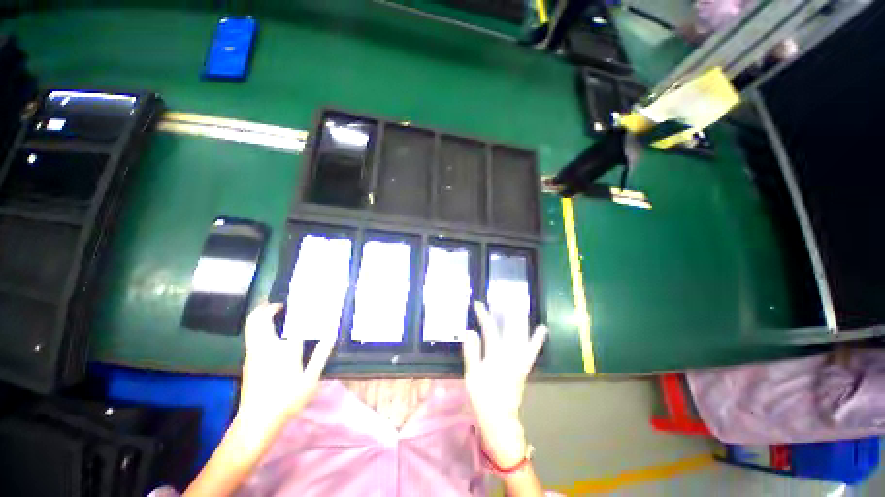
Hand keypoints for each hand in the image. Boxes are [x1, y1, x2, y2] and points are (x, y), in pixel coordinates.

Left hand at [236, 302, 334, 430]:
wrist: (256, 422)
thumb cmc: (287, 399)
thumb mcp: (311, 378)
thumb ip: (322, 352)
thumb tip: (332, 332)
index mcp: (283, 348)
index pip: (292, 321)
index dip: (301, 308)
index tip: (309, 300)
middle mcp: (263, 346)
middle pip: (258, 318)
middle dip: (268, 306)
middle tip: (282, 302)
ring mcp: (253, 353)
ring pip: (252, 326)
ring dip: (262, 315)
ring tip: (277, 311)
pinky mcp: (249, 361)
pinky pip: (252, 335)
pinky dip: (259, 326)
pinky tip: (272, 331)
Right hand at [462, 302, 546, 467]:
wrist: (500, 418)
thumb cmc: (483, 396)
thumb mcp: (472, 374)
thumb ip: (472, 351)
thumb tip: (470, 331)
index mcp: (496, 354)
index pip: (489, 328)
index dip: (483, 314)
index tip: (478, 303)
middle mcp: (511, 354)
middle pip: (511, 327)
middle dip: (509, 311)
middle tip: (508, 296)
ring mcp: (520, 359)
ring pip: (523, 334)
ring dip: (521, 319)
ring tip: (522, 305)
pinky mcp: (525, 365)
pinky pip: (532, 348)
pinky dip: (537, 338)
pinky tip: (542, 328)